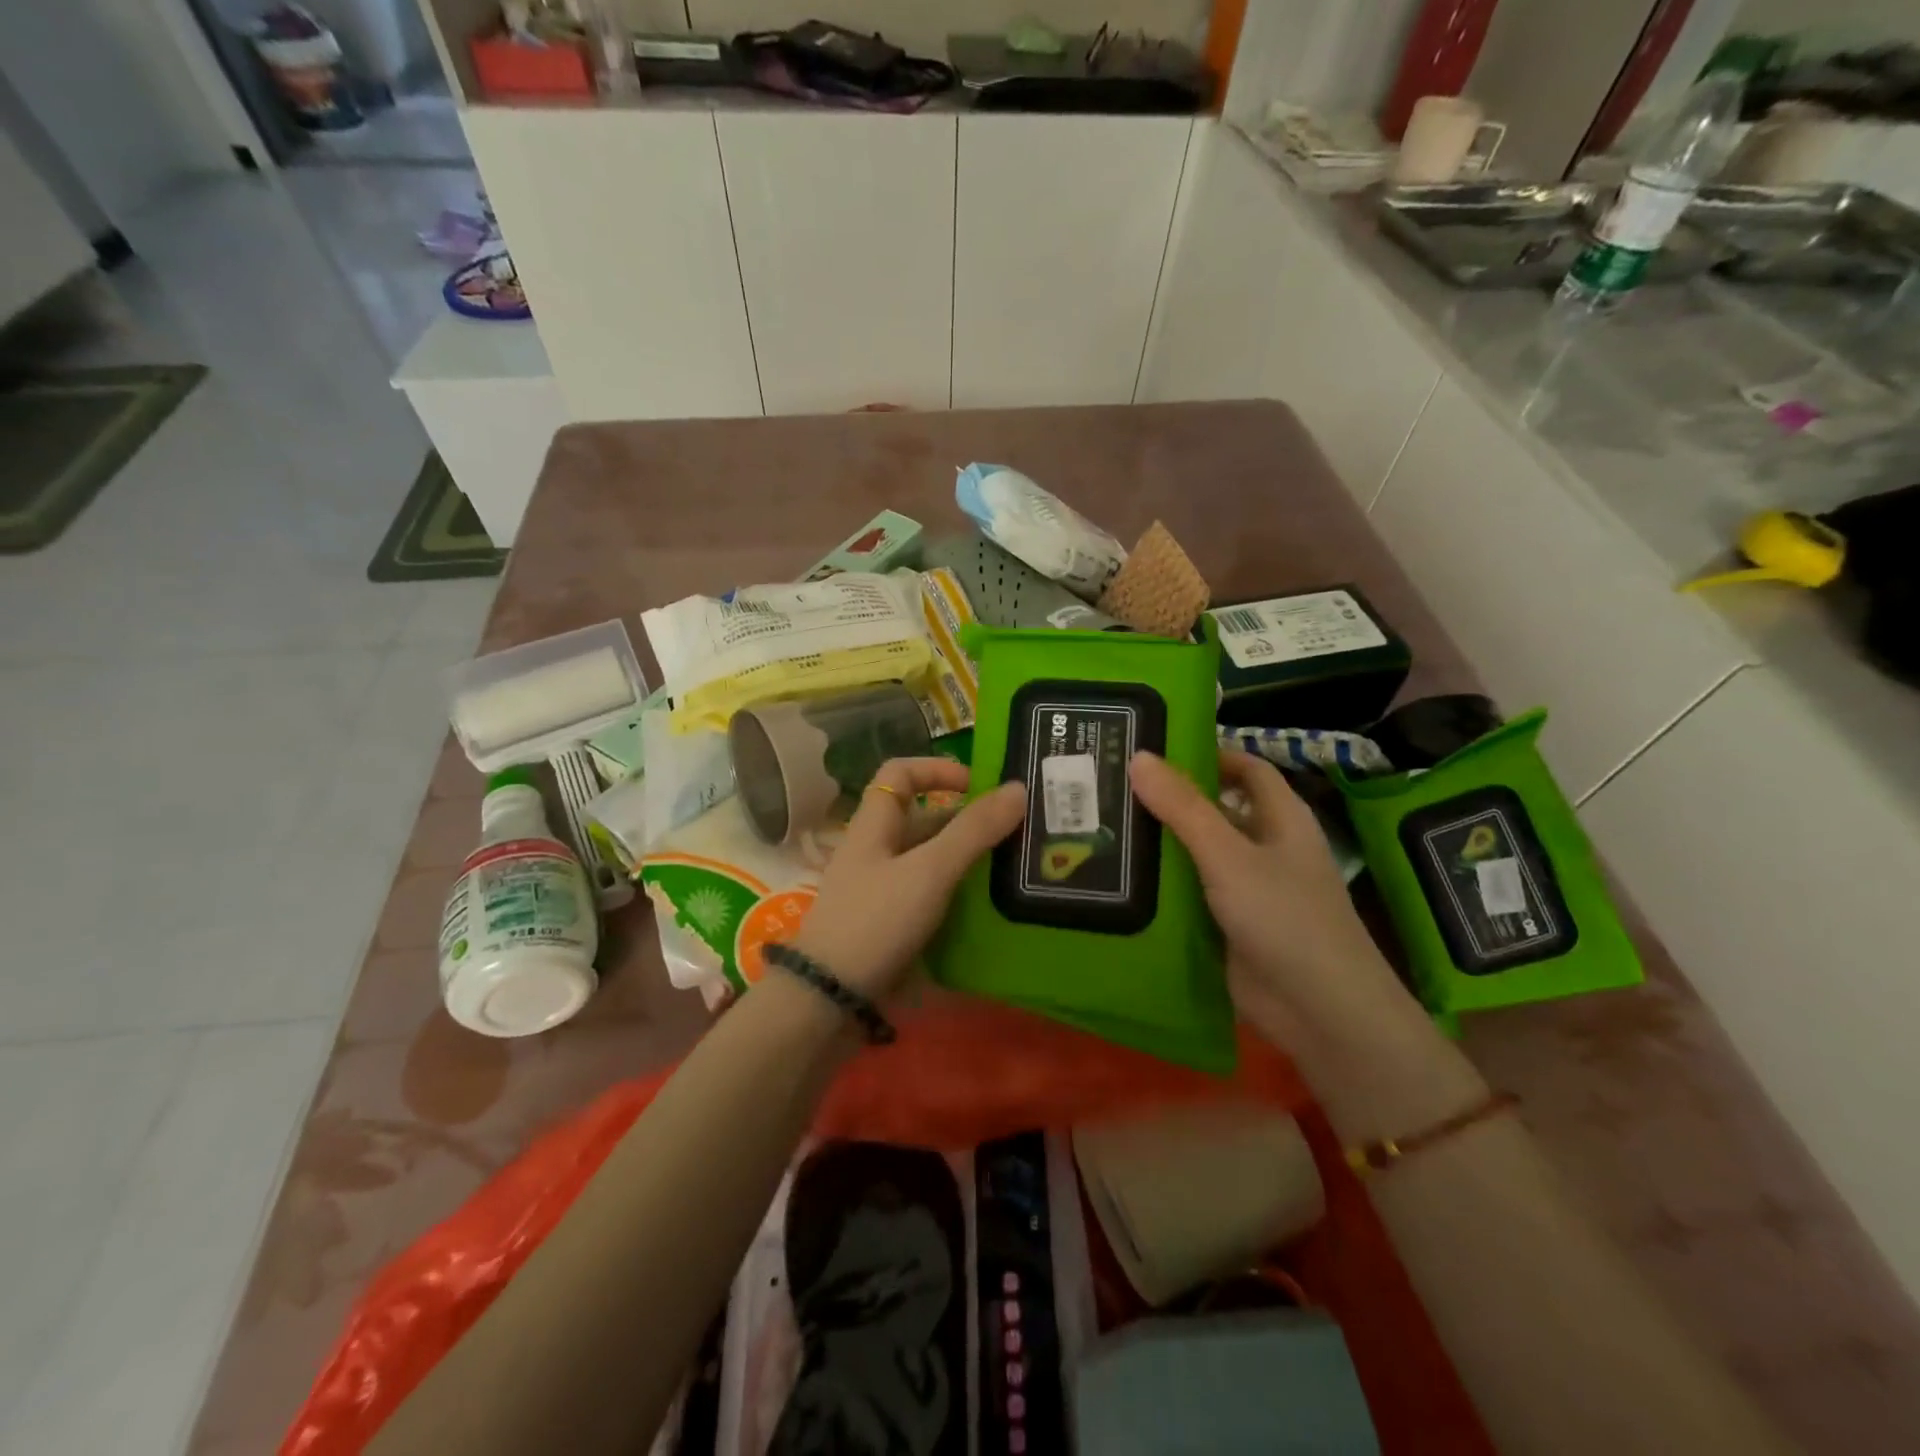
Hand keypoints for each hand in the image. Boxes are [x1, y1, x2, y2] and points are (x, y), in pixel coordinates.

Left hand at [793, 758, 1025, 999]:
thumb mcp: (929, 871)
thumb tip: (1018, 788)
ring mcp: (880, 891)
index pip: (900, 773)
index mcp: (875, 825)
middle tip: (1016, 834)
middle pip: (922, 820)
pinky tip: (988, 910)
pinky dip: (956, 897)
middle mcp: (876, 852)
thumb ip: (973, 831)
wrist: (828, 1000)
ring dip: (966, 861)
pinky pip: (928, 897)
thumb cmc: (876, 921)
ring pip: (928, 861)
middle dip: (967, 822)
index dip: (937, 768)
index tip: (978, 786)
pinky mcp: (888, 926)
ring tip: (1014, 871)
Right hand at [1128, 747, 1418, 1048]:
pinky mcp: (1229, 924)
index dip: (1207, 753)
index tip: (1154, 746)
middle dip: (1170, 798)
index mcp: (1281, 818)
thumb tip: (1138, 756)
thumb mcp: (1229, 855)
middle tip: (1112, 785)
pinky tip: (1119, 877)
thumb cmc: (1284, 918)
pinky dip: (1162, 884)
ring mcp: (1247, 888)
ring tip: (1102, 824)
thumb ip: (1183, 808)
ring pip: (1198, 853)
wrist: (1320, 1012)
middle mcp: (1265, 847)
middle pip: (1215, 809)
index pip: (1245, 768)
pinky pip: (1191, 893)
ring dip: (1160, 843)